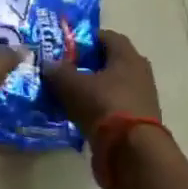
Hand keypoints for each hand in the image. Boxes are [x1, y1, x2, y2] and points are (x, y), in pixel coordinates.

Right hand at [42, 30, 160, 143]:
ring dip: (91, 88)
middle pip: (110, 62)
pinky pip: (112, 106)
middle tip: (63, 69)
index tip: (65, 46)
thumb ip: (58, 71)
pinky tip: (77, 113)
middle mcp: (139, 73)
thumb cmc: (104, 105)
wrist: (131, 151)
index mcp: (127, 57)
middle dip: (87, 64)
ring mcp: (140, 98)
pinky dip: (96, 107)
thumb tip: (48, 64)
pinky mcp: (136, 120)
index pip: (107, 36)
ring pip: (111, 85)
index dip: (85, 38)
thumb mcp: (72, 85)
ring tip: (66, 93)